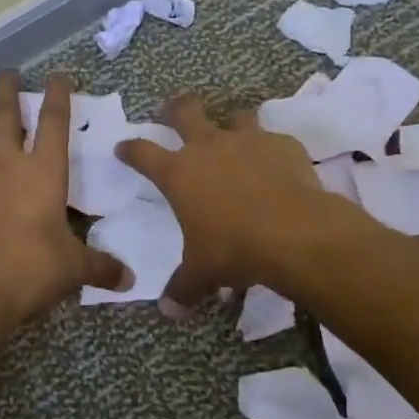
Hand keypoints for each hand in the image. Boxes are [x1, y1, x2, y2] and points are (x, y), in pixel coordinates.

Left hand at [0, 71, 131, 322]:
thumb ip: (101, 267)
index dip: (59, 95)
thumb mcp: (74, 268)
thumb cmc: (32, 267)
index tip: (60, 75)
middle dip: (7, 91)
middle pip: (4, 117)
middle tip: (8, 73)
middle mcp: (8, 168)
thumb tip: (128, 278)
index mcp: (43, 172)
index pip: (54, 122)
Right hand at [116, 94, 332, 304]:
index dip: (130, 149)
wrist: (295, 234)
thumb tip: (170, 310)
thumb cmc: (234, 250)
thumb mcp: (202, 273)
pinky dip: (271, 149)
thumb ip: (183, 288)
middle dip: (175, 108)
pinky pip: (273, 140)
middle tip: (171, 109)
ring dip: (231, 124)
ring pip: (235, 116)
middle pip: (185, 111)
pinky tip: (277, 166)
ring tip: (234, 135)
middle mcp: (209, 147)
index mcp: (179, 173)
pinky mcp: (283, 145)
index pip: (142, 152)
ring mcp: (248, 141)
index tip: (123, 148)